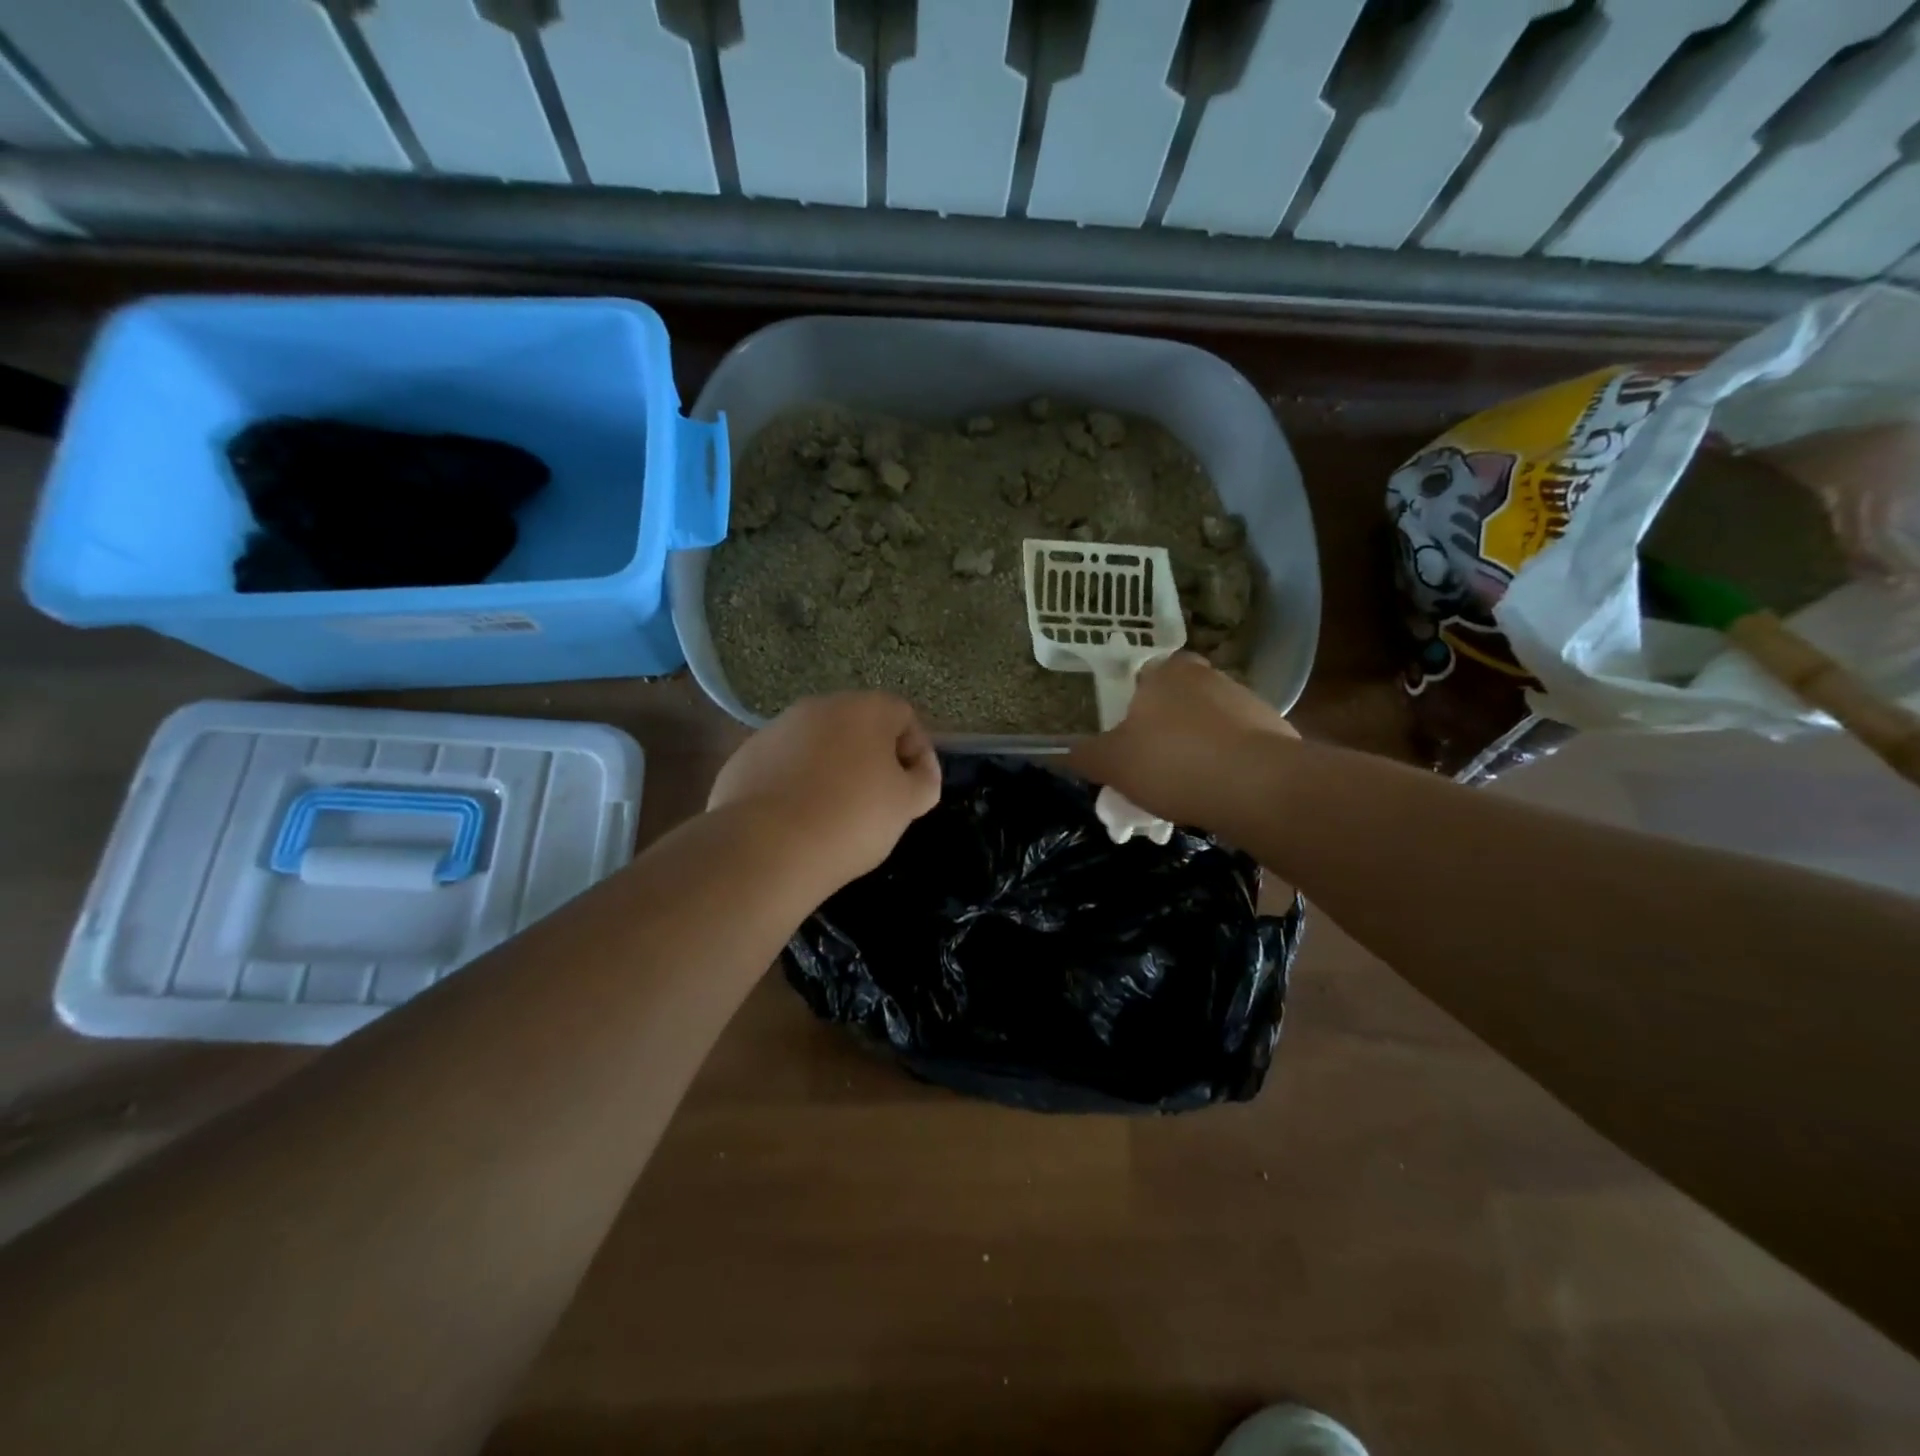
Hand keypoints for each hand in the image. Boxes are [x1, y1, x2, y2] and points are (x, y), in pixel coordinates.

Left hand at [709, 692, 941, 888]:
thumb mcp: (906, 805)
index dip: (915, 751)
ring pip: (818, 744)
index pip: (903, 715)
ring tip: (833, 813)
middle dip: (871, 757)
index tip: (913, 788)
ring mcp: (776, 729)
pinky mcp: (745, 756)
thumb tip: (918, 771)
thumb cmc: (851, 820)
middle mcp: (819, 707)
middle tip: (877, 800)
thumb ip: (924, 780)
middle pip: (857, 725)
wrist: (767, 848)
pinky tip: (797, 818)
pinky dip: (795, 783)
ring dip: (832, 768)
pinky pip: (783, 765)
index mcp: (864, 709)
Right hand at [1066, 653, 1295, 825]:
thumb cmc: (1171, 762)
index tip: (1128, 740)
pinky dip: (1226, 766)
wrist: (1257, 787)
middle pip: (1178, 701)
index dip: (1132, 709)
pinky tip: (1216, 794)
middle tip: (1152, 767)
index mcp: (1166, 672)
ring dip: (1197, 749)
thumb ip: (1084, 756)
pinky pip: (1238, 747)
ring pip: (1210, 725)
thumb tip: (1062, 753)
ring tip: (1184, 791)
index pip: (1143, 678)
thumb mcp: (1112, 764)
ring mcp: (1247, 701)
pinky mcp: (1275, 732)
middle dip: (1165, 730)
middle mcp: (1208, 676)